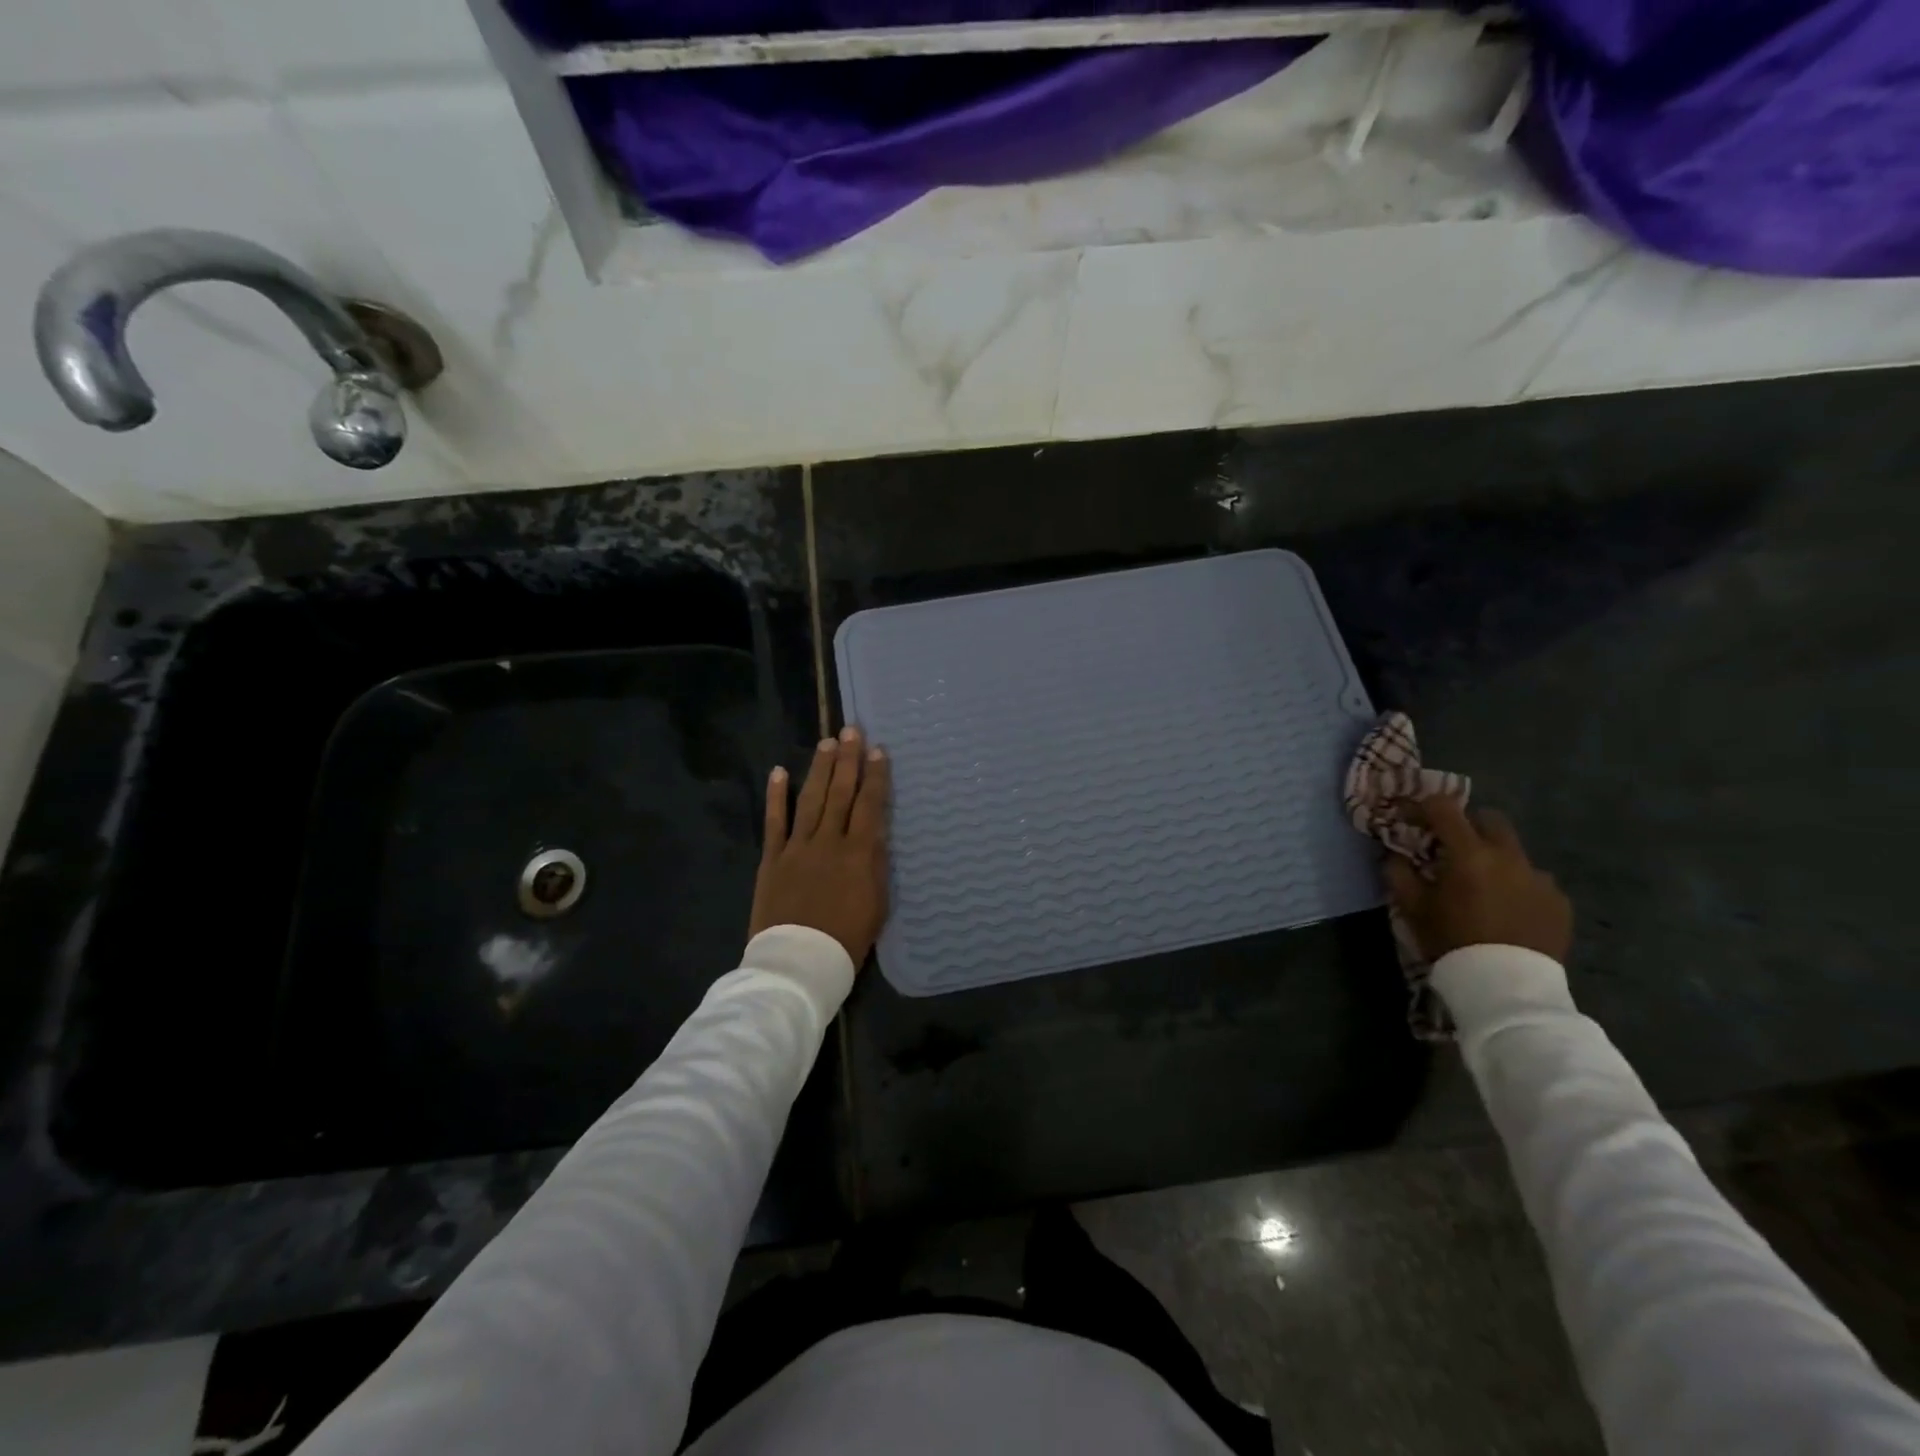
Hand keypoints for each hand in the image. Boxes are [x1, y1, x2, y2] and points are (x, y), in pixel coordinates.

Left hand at [749, 726, 890, 965]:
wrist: (799, 962)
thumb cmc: (847, 938)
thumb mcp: (877, 903)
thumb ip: (876, 864)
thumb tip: (875, 832)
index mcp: (858, 853)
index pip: (869, 805)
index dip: (875, 777)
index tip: (879, 751)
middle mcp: (828, 841)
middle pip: (840, 793)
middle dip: (848, 760)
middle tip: (852, 731)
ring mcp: (797, 847)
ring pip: (810, 799)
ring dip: (819, 769)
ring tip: (827, 744)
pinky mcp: (772, 859)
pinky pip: (775, 822)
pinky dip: (777, 796)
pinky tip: (779, 772)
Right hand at [1384, 796, 1572, 963]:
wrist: (1506, 987)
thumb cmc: (1452, 941)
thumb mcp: (1412, 908)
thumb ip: (1399, 873)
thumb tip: (1394, 854)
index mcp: (1469, 854)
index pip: (1444, 809)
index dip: (1423, 806)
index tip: (1410, 817)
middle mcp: (1508, 857)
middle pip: (1490, 819)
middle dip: (1469, 826)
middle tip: (1452, 848)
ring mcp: (1540, 878)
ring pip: (1515, 852)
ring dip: (1496, 859)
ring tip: (1484, 887)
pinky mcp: (1559, 901)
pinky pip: (1535, 881)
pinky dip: (1518, 886)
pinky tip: (1509, 910)